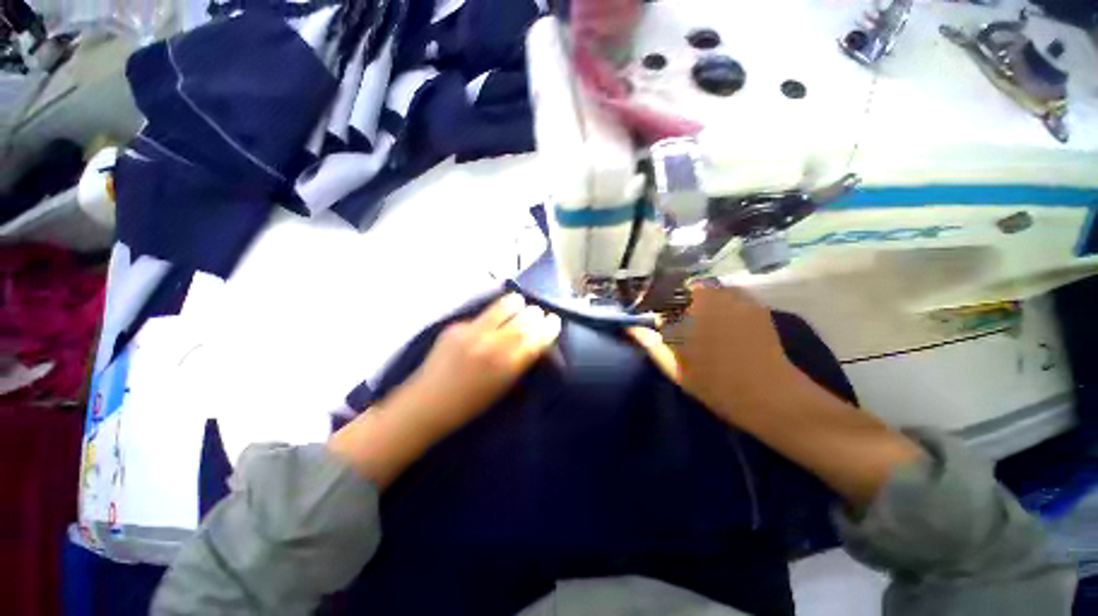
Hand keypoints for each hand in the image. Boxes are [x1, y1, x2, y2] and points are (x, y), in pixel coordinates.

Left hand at [397, 293, 562, 435]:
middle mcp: (492, 344)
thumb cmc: (469, 406)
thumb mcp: (503, 388)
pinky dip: (492, 315)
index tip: (554, 320)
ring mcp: (472, 333)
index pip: (536, 338)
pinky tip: (494, 317)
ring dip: (514, 305)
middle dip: (534, 314)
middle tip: (539, 312)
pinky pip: (481, 316)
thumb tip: (533, 343)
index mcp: (507, 365)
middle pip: (522, 319)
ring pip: (501, 308)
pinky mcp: (455, 327)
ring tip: (519, 303)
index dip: (548, 327)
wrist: (430, 403)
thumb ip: (519, 364)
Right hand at [629, 284, 798, 423]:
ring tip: (710, 327)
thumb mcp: (678, 370)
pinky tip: (730, 327)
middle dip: (683, 303)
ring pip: (711, 290)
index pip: (662, 296)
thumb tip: (632, 328)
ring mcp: (734, 295)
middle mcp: (710, 294)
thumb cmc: (717, 386)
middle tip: (686, 328)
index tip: (661, 323)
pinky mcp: (753, 301)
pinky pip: (732, 295)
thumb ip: (653, 345)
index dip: (660, 308)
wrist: (766, 391)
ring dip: (705, 302)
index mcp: (686, 311)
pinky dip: (726, 305)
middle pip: (687, 289)